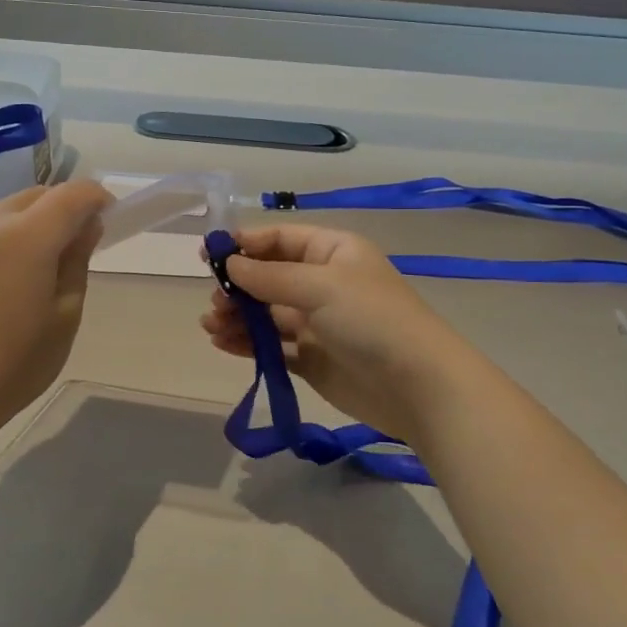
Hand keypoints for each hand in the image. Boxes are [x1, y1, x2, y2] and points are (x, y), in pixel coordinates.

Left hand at [0, 181, 112, 436]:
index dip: (97, 199)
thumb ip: (77, 261)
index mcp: (26, 236)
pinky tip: (10, 273)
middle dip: (66, 207)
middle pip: (39, 194)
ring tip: (45, 261)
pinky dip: (8, 233)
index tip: (110, 219)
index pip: (72, 194)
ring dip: (35, 219)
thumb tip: (86, 227)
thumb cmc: (14, 364)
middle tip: (81, 244)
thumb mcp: (65, 316)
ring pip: (9, 207)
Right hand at [199, 225, 479, 440]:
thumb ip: (270, 276)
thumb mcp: (321, 286)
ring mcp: (319, 323)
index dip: (245, 244)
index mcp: (333, 252)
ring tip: (211, 325)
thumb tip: (230, 264)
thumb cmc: (372, 320)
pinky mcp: (314, 359)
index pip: (281, 239)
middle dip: (238, 286)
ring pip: (267, 313)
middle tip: (214, 300)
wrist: (418, 387)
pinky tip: (223, 343)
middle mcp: (324, 283)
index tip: (208, 255)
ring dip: (238, 316)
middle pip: (270, 277)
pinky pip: (273, 346)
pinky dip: (248, 344)